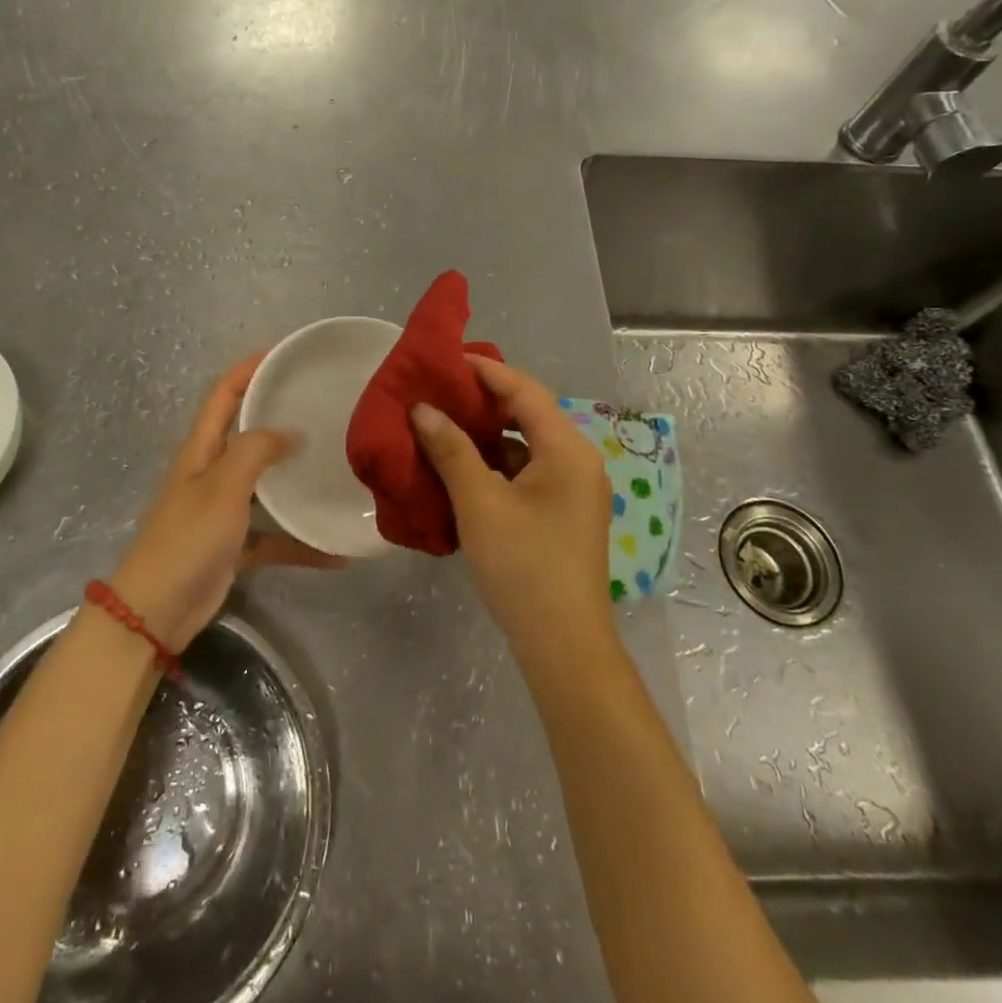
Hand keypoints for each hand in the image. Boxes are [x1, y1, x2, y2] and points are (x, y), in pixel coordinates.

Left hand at [108, 354, 343, 650]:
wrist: (155, 612)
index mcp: (201, 450)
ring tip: (334, 465)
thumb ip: (256, 451)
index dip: (249, 369)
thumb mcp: (223, 487)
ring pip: (264, 484)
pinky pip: (273, 536)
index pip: (223, 394)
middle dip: (279, 416)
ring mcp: (222, 510)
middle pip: (246, 433)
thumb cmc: (187, 539)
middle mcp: (211, 472)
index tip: (285, 354)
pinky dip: (299, 541)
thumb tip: (291, 431)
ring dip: (293, 478)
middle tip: (322, 406)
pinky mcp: (233, 545)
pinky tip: (336, 551)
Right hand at [411, 355, 613, 655]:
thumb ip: (451, 450)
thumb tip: (423, 410)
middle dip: (484, 401)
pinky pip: (529, 472)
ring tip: (445, 425)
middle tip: (441, 391)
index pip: (525, 391)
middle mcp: (578, 461)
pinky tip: (464, 470)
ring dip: (488, 435)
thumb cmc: (523, 565)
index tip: (448, 359)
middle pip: (529, 415)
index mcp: (567, 449)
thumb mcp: (479, 502)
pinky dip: (497, 464)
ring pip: (527, 446)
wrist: (563, 644)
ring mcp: (575, 489)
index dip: (486, 371)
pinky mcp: (565, 513)